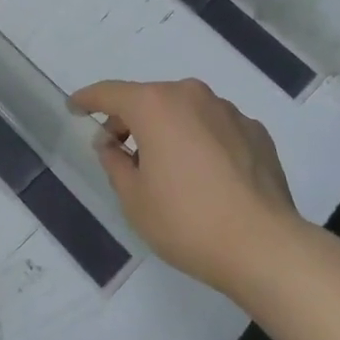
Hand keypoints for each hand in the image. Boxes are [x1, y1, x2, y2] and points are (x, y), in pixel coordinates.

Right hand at [71, 78, 301, 294]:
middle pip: (149, 99)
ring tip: (168, 169)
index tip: (74, 107)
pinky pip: (215, 128)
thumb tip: (112, 144)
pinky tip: (206, 177)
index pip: (110, 93)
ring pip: (185, 112)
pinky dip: (201, 142)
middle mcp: (192, 96)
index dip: (88, 100)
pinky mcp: (256, 132)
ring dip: (169, 130)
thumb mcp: (133, 198)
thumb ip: (115, 162)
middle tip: (120, 152)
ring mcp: (229, 111)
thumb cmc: (186, 221)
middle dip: (130, 120)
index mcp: (155, 105)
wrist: (264, 247)